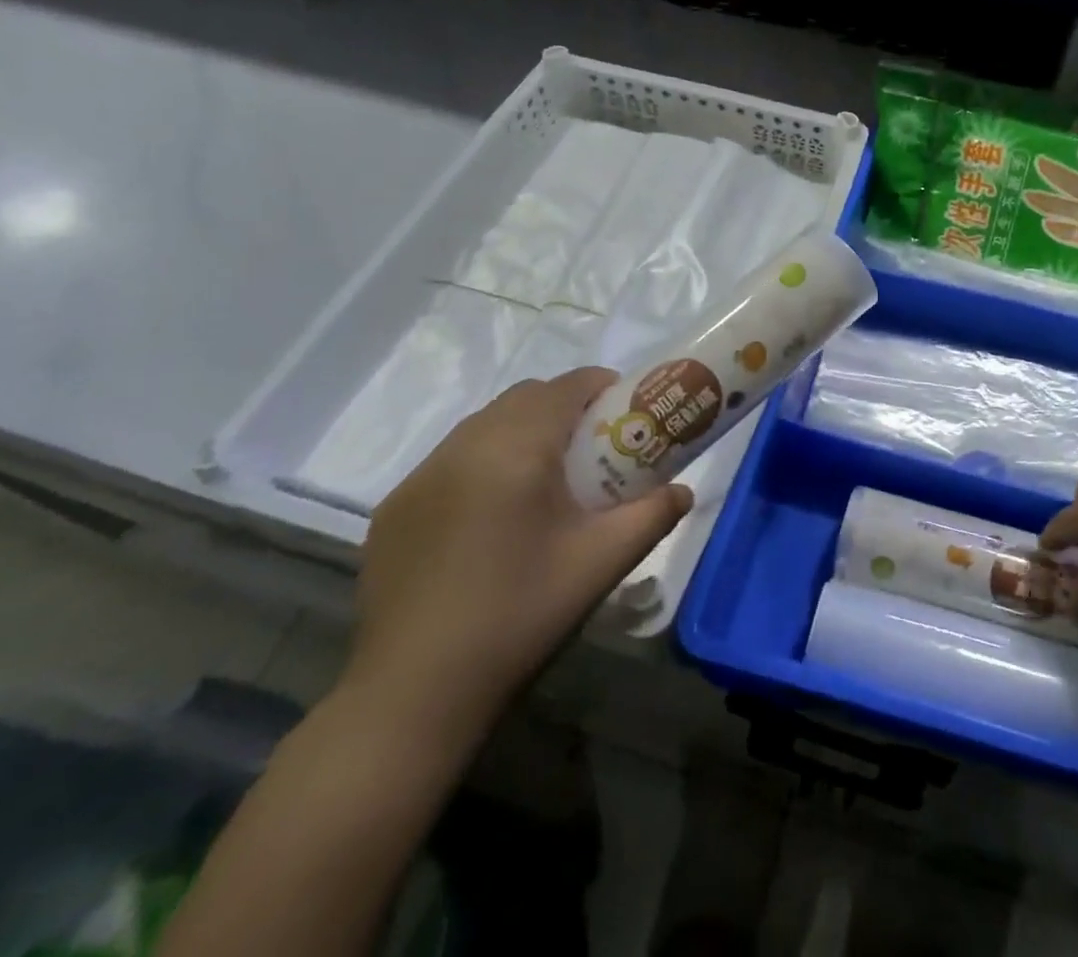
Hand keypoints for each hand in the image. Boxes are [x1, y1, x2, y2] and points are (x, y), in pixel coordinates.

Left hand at [346, 369, 690, 745]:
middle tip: (592, 451)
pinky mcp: (394, 508)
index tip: (625, 416)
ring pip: (484, 425)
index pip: (567, 386)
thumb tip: (683, 491)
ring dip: (521, 432)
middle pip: (525, 397)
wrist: (415, 693)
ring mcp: (419, 477)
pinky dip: (482, 463)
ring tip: (544, 483)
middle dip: (565, 408)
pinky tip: (491, 518)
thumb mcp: (602, 562)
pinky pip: (450, 460)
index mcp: (516, 448)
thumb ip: (652, 515)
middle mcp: (463, 446)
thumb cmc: (521, 614)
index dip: (603, 388)